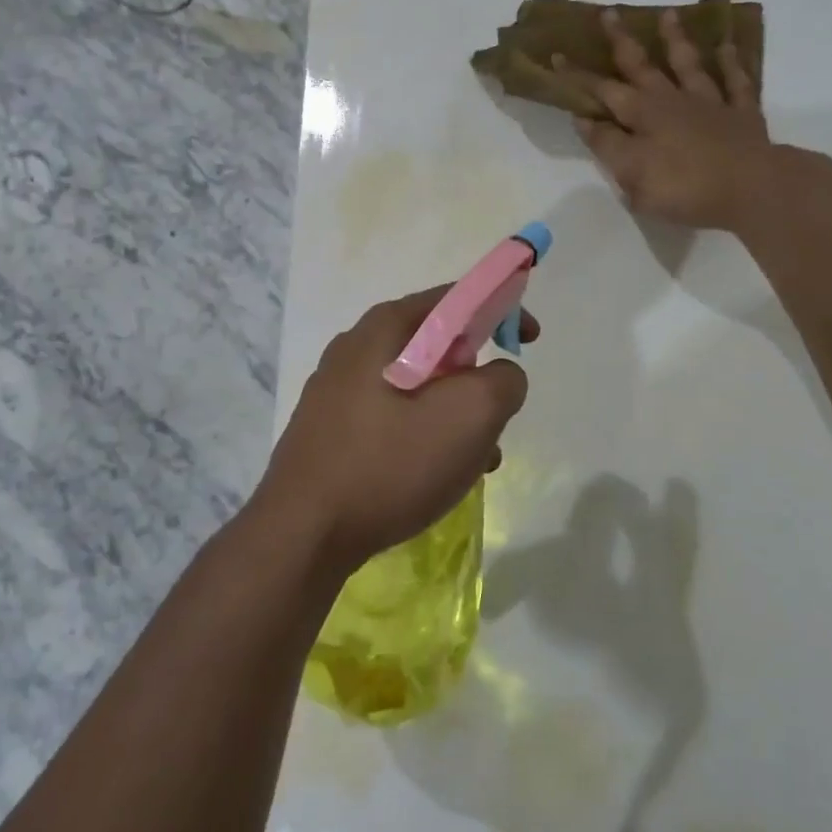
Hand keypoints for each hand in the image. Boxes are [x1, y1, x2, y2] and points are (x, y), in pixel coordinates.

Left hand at [255, 287, 537, 572]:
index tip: (529, 340)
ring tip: (476, 462)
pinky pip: (392, 417)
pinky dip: (424, 436)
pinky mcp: (329, 430)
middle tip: (497, 415)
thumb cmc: (389, 464)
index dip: (502, 310)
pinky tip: (435, 478)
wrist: (302, 534)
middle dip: (477, 377)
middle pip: (437, 345)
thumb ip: (503, 381)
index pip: (456, 297)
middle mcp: (355, 347)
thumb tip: (499, 376)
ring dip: (455, 416)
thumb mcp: (470, 415)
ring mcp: (336, 390)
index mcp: (385, 328)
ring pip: (417, 387)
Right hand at [558, 8, 772, 231]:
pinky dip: (730, 62)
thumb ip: (608, 145)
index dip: (578, 76)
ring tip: (668, 14)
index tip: (557, 56)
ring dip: (676, 40)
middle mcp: (672, 100)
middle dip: (622, 41)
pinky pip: (736, 81)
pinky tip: (727, 46)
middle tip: (609, 13)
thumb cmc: (683, 187)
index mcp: (642, 115)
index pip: (602, 91)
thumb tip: (585, 120)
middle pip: (642, 66)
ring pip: (689, 64)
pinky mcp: (742, 114)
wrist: (751, 188)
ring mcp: (710, 103)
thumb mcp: (632, 174)